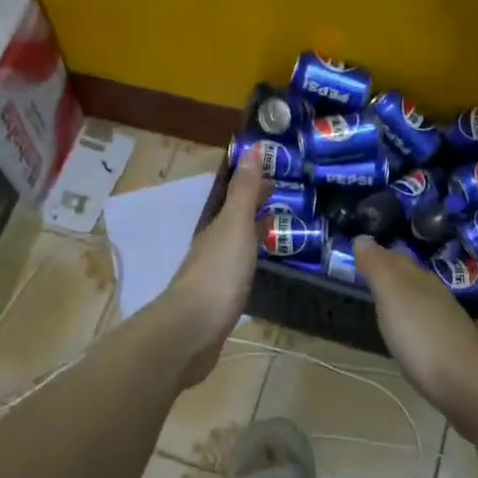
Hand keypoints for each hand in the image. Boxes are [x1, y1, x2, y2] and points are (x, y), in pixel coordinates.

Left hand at [161, 157, 269, 387]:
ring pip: (235, 247)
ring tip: (278, 233)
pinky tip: (260, 271)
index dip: (254, 186)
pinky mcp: (218, 303)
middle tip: (284, 203)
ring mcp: (213, 276)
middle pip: (235, 222)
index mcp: (216, 228)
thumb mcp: (235, 225)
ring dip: (253, 236)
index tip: (277, 177)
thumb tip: (249, 148)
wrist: (193, 330)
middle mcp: (211, 248)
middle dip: (255, 210)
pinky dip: (250, 263)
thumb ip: (243, 191)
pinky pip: (238, 273)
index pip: (236, 199)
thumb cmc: (218, 273)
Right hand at [353, 237, 477, 431]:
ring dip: (403, 298)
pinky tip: (407, 334)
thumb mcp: (393, 297)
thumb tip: (362, 237)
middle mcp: (436, 297)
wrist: (470, 387)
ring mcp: (446, 324)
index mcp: (420, 281)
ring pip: (421, 301)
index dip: (379, 253)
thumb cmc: (423, 338)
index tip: (360, 250)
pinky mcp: (451, 351)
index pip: (397, 258)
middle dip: (392, 272)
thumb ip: (378, 268)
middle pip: (411, 277)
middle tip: (368, 272)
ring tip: (384, 300)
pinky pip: (426, 326)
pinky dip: (413, 323)